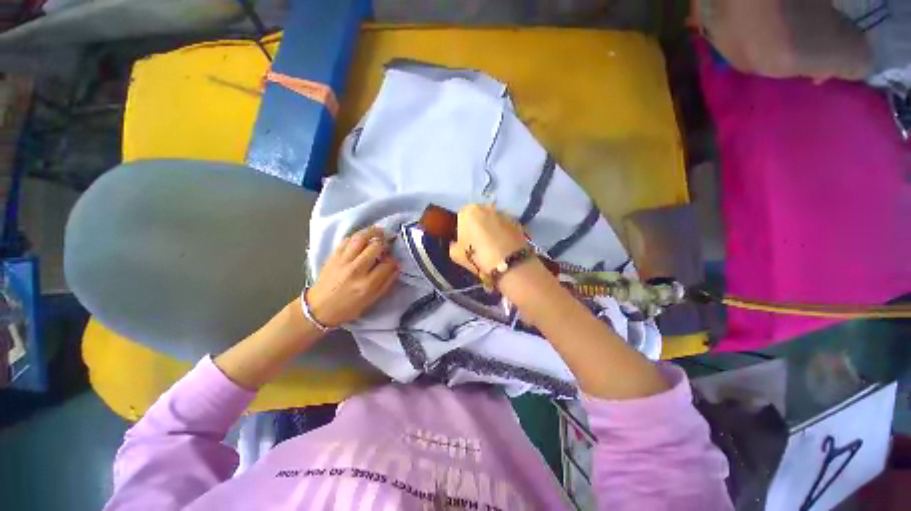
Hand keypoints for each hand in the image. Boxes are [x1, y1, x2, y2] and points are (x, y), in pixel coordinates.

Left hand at [306, 226, 398, 326]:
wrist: (319, 308)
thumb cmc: (348, 307)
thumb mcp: (372, 300)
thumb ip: (386, 282)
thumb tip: (397, 266)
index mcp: (367, 284)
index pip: (387, 264)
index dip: (394, 259)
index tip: (394, 260)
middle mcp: (356, 270)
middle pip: (375, 247)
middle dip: (385, 242)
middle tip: (388, 241)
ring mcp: (343, 261)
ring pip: (360, 238)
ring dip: (372, 232)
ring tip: (379, 231)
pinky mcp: (333, 256)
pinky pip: (347, 240)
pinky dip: (357, 236)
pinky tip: (362, 238)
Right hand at [448, 204, 528, 275]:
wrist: (509, 264)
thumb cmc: (477, 256)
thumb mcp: (456, 255)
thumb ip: (453, 245)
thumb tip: (456, 243)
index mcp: (468, 211)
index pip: (461, 216)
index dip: (462, 228)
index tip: (465, 241)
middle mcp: (486, 207)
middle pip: (478, 215)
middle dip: (478, 225)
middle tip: (478, 243)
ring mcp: (504, 213)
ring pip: (493, 219)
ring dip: (492, 228)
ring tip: (493, 246)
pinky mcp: (517, 222)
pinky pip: (505, 226)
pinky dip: (504, 233)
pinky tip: (504, 247)